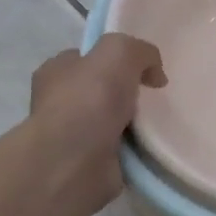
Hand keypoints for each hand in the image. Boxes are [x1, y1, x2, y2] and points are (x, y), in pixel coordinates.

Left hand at [29, 35, 166, 214]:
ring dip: (134, 125)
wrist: (76, 162)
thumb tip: (154, 75)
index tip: (142, 70)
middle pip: (101, 91)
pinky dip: (136, 150)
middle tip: (154, 97)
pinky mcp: (88, 164)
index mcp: (55, 71)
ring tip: (160, 124)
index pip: (86, 58)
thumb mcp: (119, 52)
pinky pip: (120, 151)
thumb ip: (140, 51)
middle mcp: (59, 102)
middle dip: (126, 94)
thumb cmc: (89, 99)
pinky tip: (152, 147)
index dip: (113, 60)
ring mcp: (72, 136)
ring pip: (111, 123)